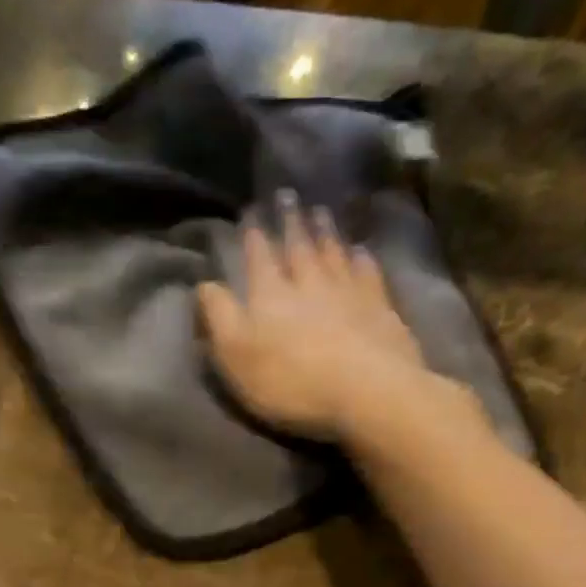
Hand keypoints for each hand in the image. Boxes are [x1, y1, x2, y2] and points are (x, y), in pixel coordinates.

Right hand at [198, 196, 434, 442]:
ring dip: (325, 231)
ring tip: (320, 211)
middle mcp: (308, 282)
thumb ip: (219, 317)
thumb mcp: (237, 356)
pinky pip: (367, 273)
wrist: (367, 390)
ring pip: (332, 252)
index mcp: (269, 294)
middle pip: (298, 246)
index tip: (251, 210)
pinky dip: (361, 258)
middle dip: (290, 221)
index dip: (253, 234)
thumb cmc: (292, 381)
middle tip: (288, 195)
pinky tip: (360, 250)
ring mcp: (348, 291)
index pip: (258, 255)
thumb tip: (206, 283)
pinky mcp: (380, 308)